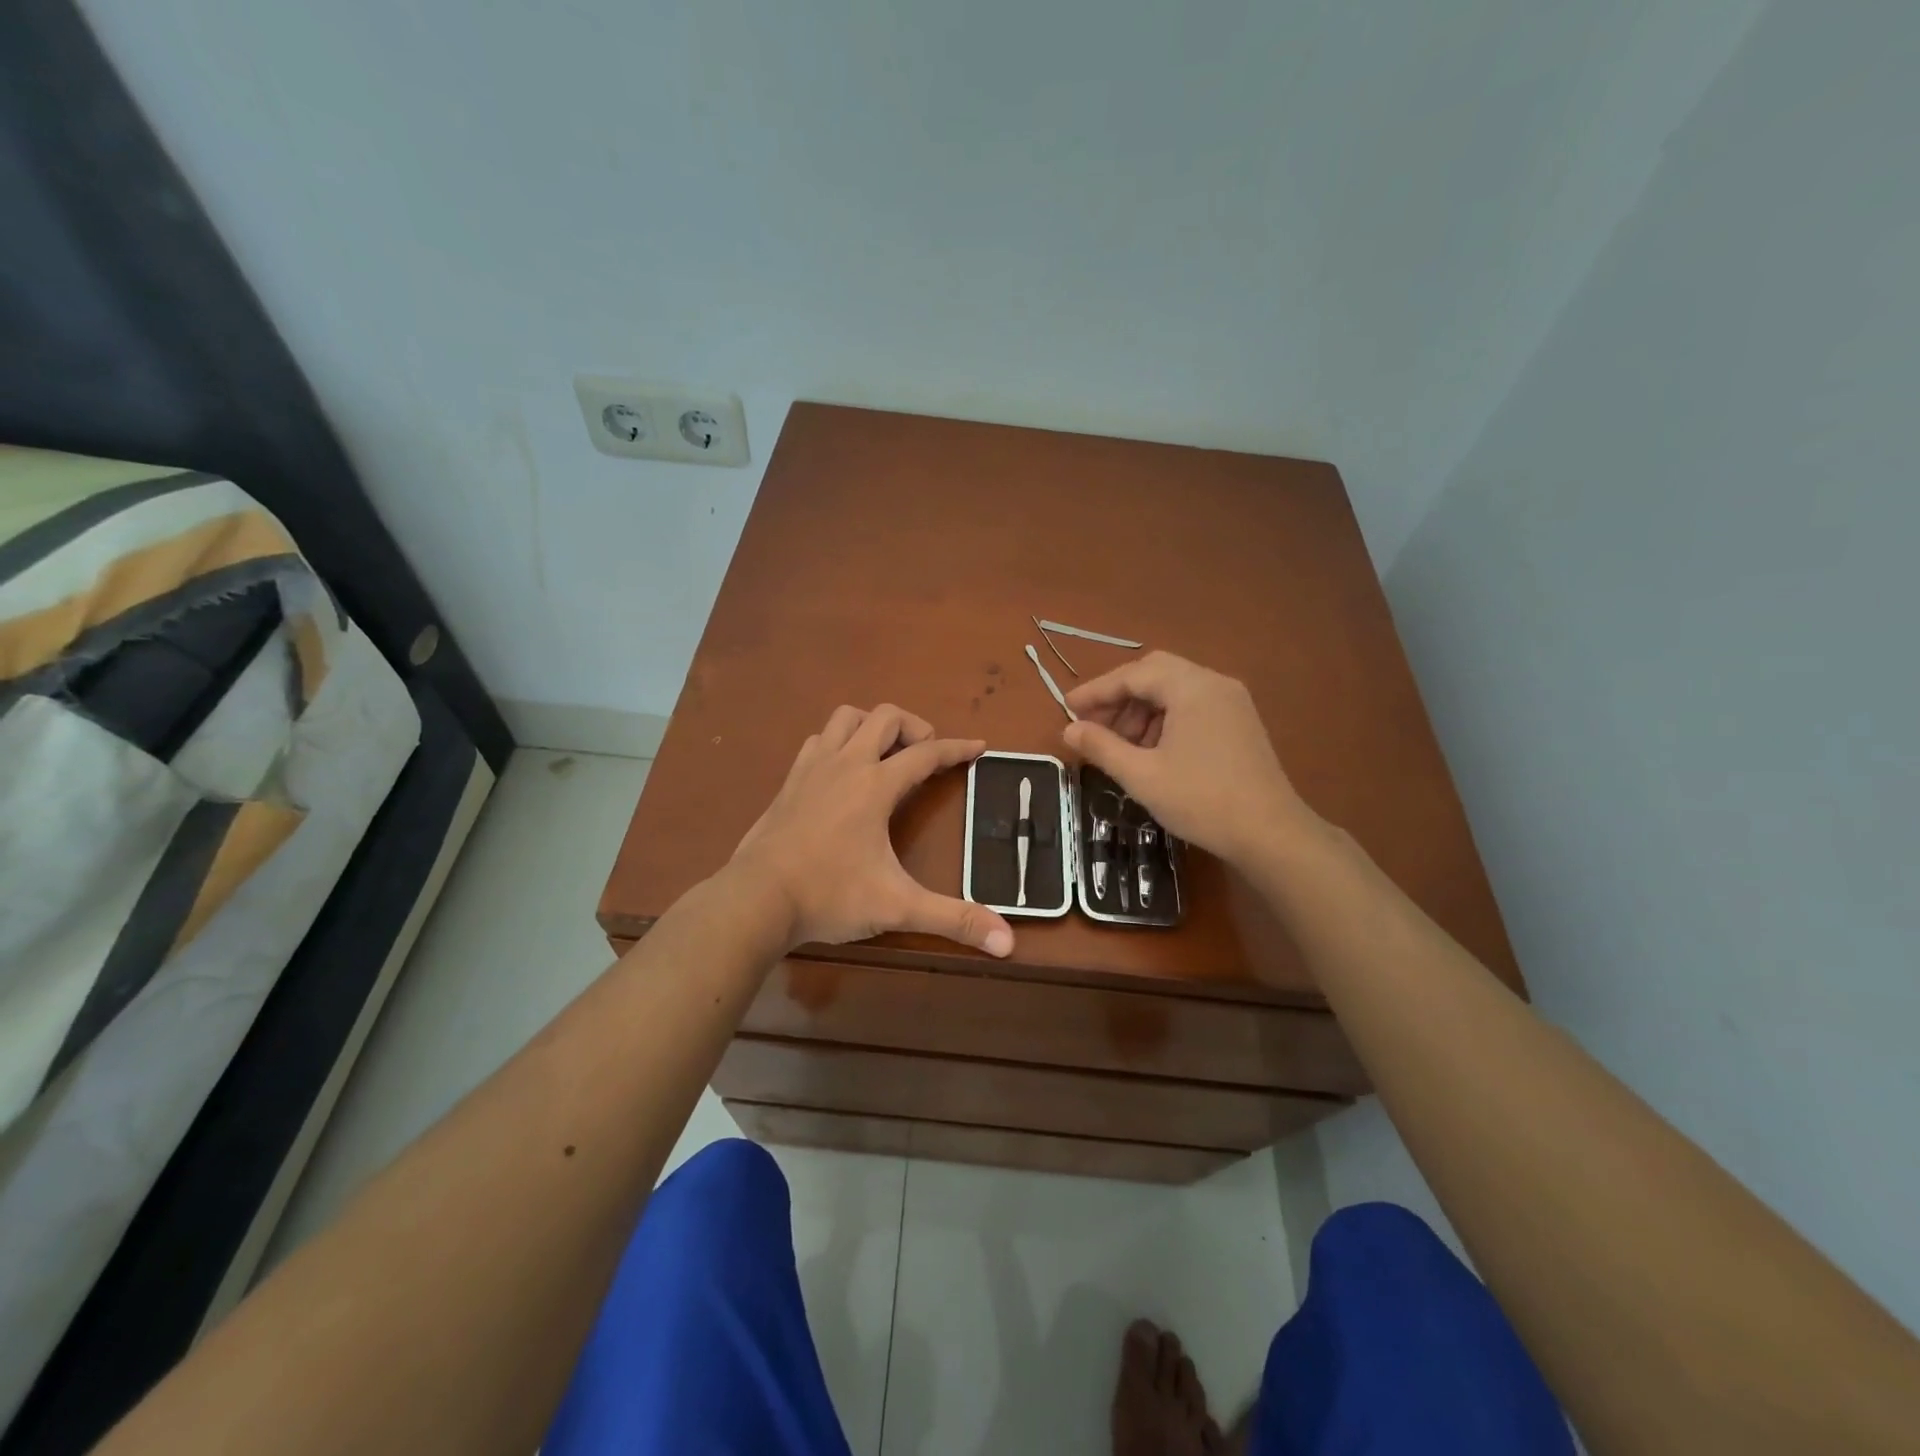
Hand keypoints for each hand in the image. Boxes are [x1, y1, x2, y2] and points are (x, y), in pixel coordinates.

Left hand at [730, 704, 1014, 957]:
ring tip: (886, 754)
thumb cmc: (830, 896)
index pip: (926, 754)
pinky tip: (842, 770)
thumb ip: (953, 920)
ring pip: (846, 718)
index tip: (979, 747)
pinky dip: (838, 742)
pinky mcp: (789, 782)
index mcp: (876, 785)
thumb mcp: (898, 907)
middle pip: (885, 717)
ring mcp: (812, 768)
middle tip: (927, 755)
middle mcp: (846, 764)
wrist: (756, 899)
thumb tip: (1008, 943)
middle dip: (914, 726)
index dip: (957, 748)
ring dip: (872, 725)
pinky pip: (818, 741)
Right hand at [1062, 652, 1316, 867]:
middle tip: (1094, 725)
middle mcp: (1214, 683)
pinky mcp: (1241, 722)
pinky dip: (1166, 719)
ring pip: (1175, 690)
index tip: (1067, 708)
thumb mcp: (1141, 775)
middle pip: (1155, 673)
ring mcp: (1233, 701)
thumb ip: (1101, 747)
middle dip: (1120, 697)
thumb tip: (1069, 730)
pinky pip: (1194, 705)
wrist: (1271, 833)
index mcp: (1191, 687)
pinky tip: (1154, 751)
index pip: (1133, 674)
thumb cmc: (1201, 800)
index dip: (1096, 691)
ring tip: (1122, 746)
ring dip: (1142, 710)